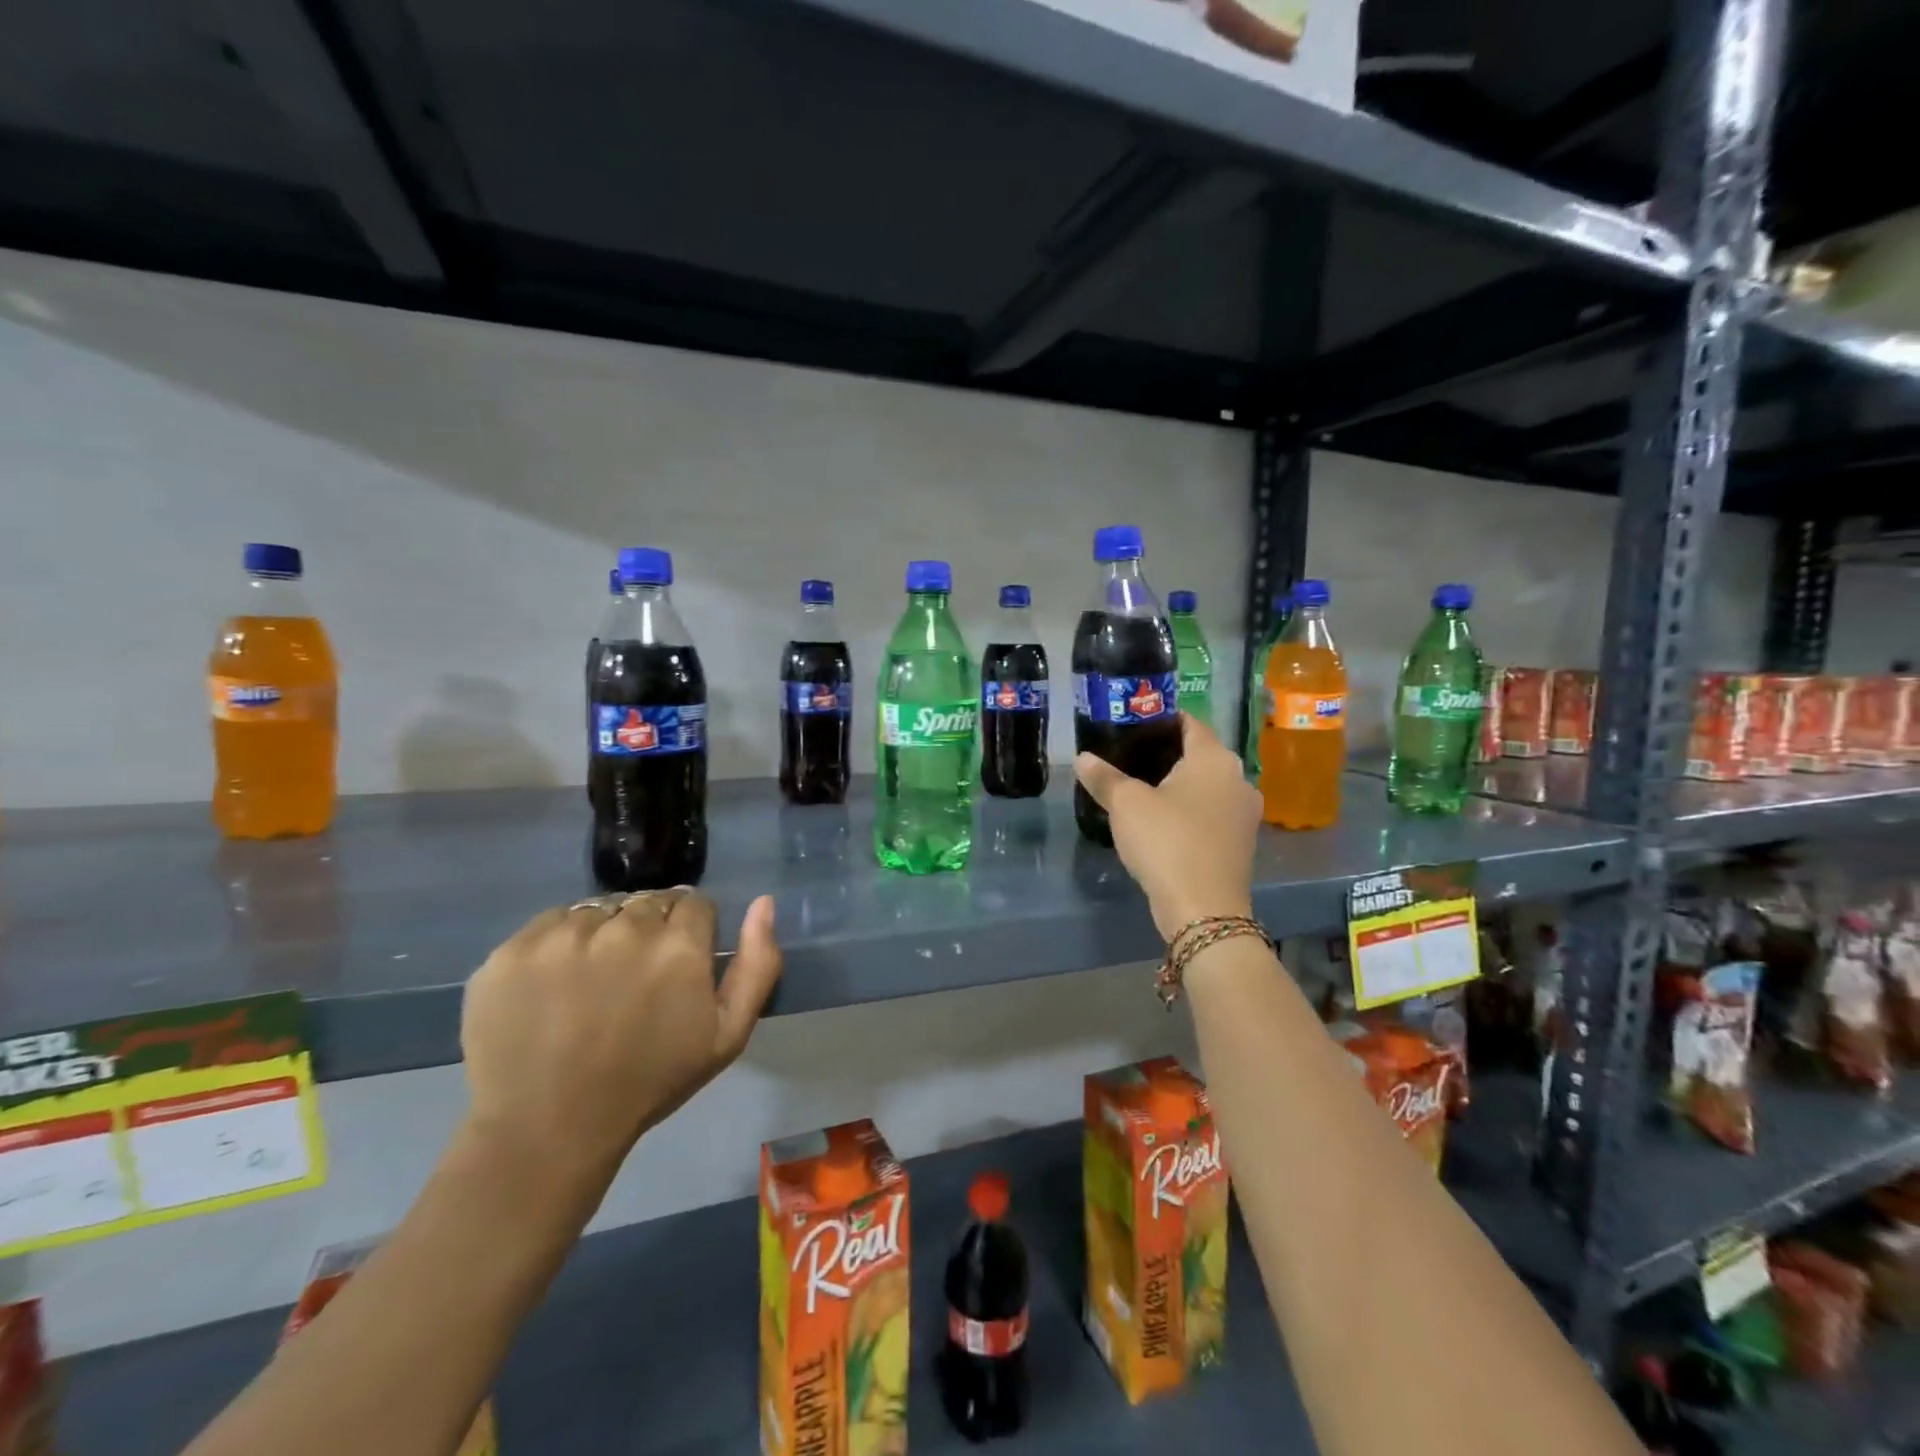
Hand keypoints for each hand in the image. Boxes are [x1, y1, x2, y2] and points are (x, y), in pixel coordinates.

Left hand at [460, 890, 782, 1188]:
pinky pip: (550, 923)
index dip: (692, 931)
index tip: (678, 965)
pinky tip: (555, 984)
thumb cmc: (649, 1084)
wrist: (546, 1131)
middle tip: (636, 977)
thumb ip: (758, 963)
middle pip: (648, 901)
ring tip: (593, 981)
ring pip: (600, 909)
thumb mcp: (728, 1035)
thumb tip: (763, 902)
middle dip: (651, 928)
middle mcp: (624, 927)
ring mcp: (563, 936)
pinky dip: (558, 943)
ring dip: (604, 932)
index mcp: (678, 945)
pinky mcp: (513, 950)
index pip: (695, 902)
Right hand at [1075, 713, 1260, 940]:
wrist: (1203, 910)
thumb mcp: (1125, 805)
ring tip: (1142, 791)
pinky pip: (1212, 813)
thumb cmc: (1166, 842)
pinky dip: (1190, 811)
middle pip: (1199, 754)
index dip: (1161, 719)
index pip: (1190, 722)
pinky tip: (1163, 823)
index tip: (1133, 726)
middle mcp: (1238, 778)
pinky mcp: (1241, 842)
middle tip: (1129, 758)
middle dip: (1167, 754)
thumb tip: (1083, 758)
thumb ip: (1104, 777)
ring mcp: (1244, 812)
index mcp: (1214, 758)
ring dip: (1180, 786)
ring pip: (1207, 786)